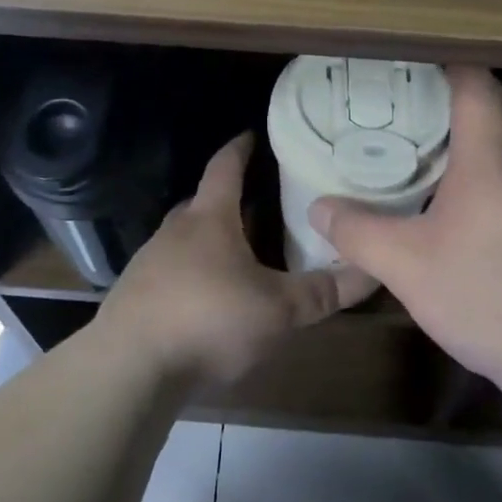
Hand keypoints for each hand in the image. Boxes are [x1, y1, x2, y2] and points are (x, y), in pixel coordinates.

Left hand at [99, 132, 374, 387]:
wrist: (129, 367)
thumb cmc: (209, 320)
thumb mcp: (278, 310)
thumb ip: (323, 292)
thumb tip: (372, 271)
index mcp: (209, 219)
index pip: (225, 167)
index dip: (240, 148)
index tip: (252, 134)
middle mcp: (175, 231)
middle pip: (203, 202)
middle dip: (228, 199)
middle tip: (258, 202)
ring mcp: (149, 262)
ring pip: (185, 239)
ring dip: (209, 240)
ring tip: (238, 253)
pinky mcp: (135, 295)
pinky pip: (170, 271)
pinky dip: (191, 273)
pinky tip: (206, 299)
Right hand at [310, 66, 501, 386]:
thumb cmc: (489, 293)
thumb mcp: (407, 266)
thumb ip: (359, 233)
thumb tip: (319, 209)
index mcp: (489, 156)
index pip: (475, 83)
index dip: (445, 62)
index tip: (406, 60)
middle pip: (496, 104)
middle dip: (455, 90)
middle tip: (405, 96)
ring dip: (470, 129)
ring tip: (420, 138)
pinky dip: (482, 165)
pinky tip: (451, 196)